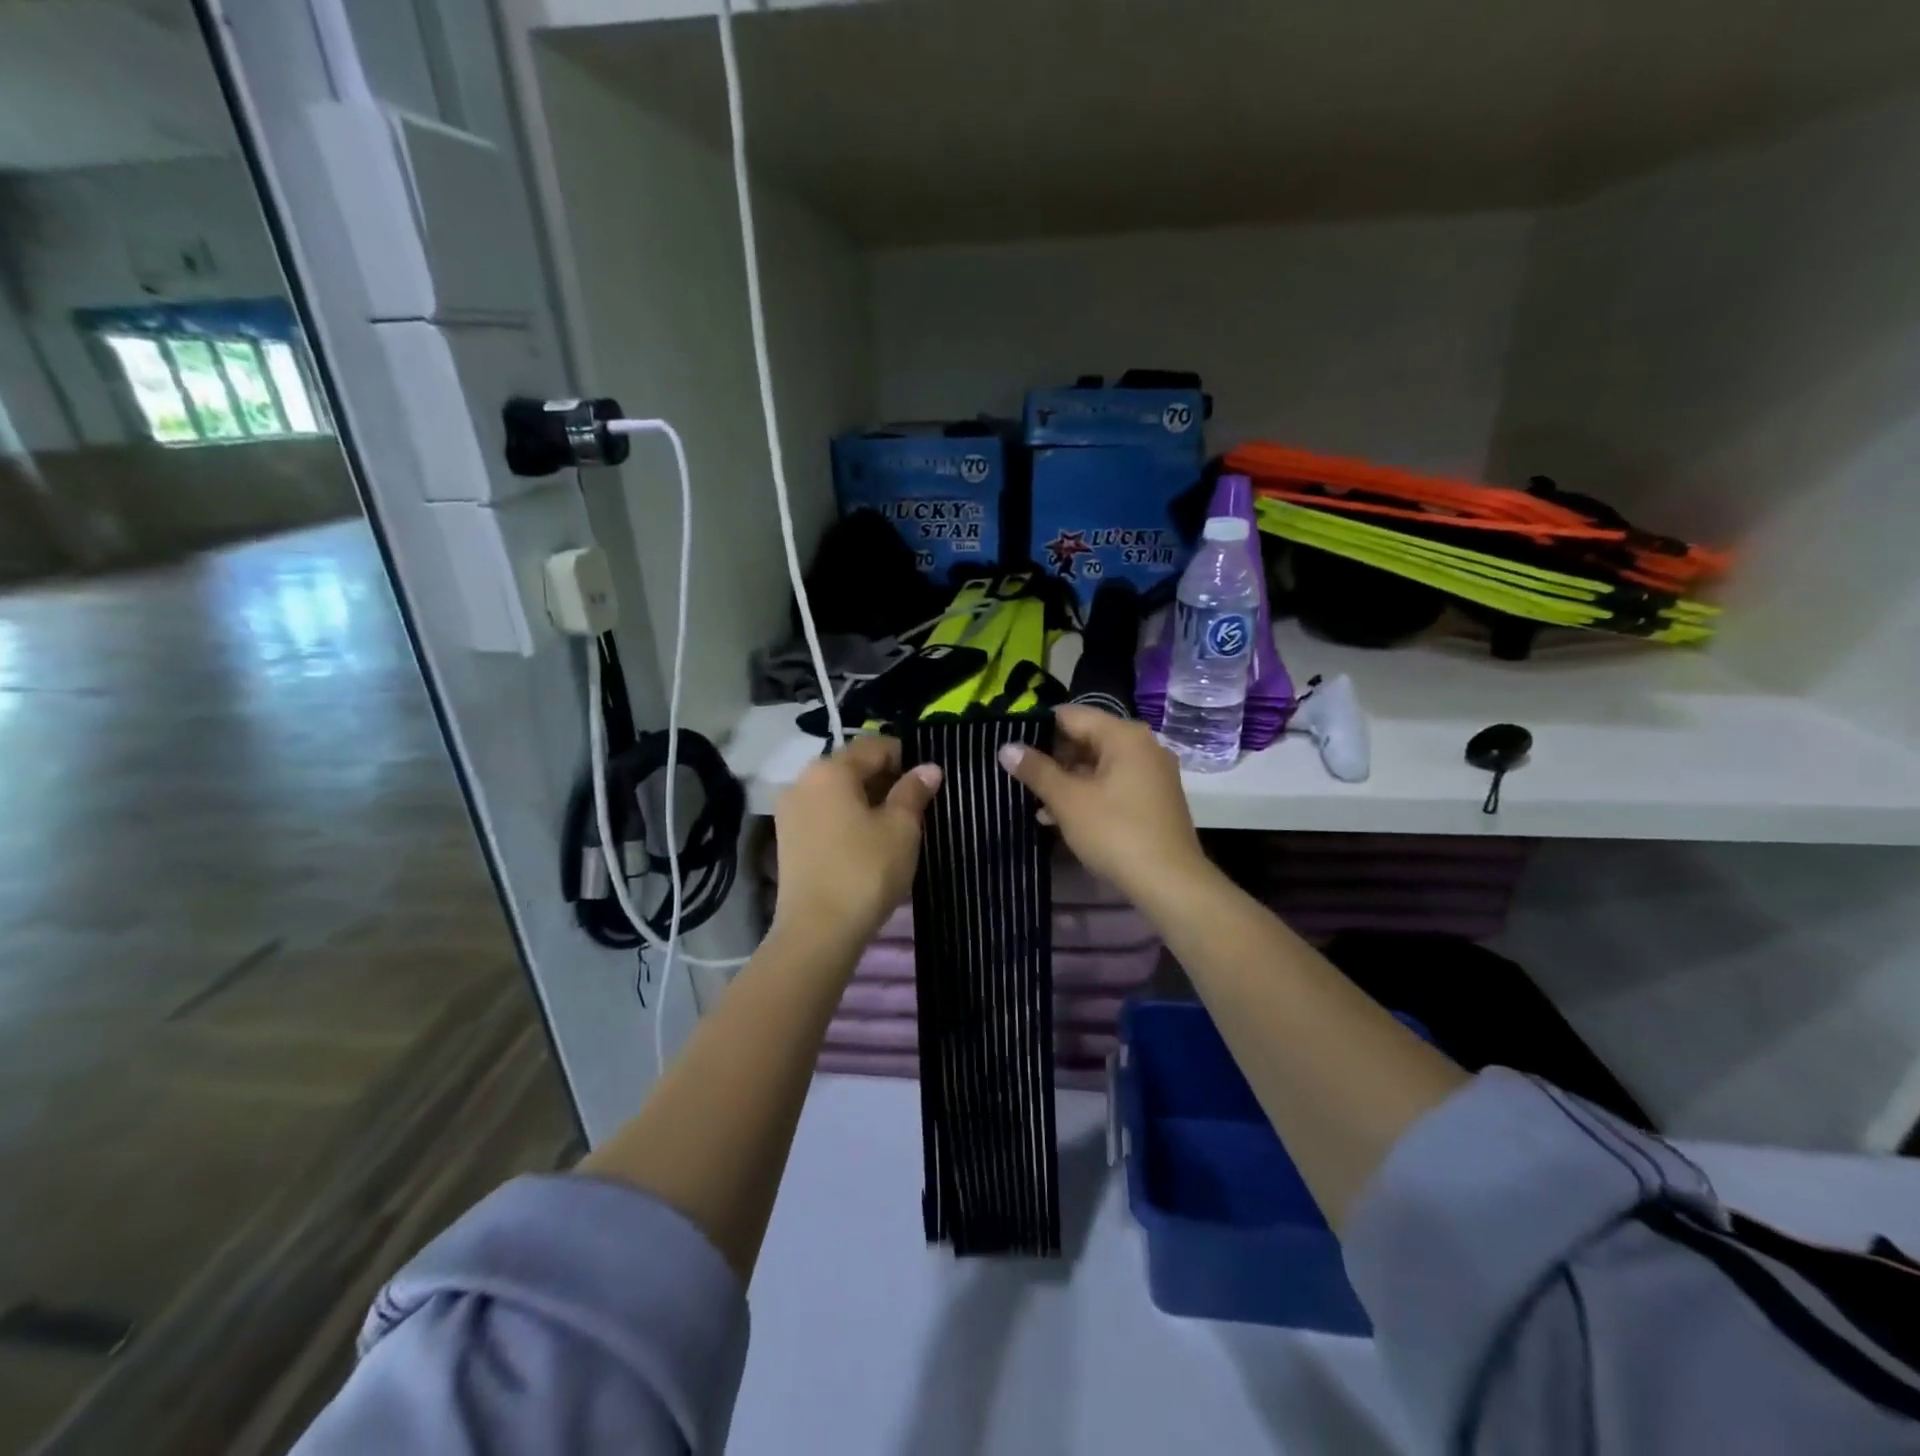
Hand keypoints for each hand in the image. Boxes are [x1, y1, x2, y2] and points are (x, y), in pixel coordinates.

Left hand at [772, 735, 942, 944]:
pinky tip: (866, 843)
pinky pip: (824, 814)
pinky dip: (846, 819)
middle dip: (885, 780)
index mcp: (830, 769)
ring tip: (893, 826)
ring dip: (866, 800)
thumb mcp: (901, 828)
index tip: (928, 781)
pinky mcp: (787, 839)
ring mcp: (790, 811)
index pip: (875, 746)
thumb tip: (929, 768)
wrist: (817, 931)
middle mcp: (803, 781)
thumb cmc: (865, 871)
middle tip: (916, 805)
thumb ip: (914, 791)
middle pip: (852, 767)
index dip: (906, 758)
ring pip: (837, 792)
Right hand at [998, 706, 1212, 908]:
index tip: (1010, 745)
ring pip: (1098, 765)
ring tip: (1033, 801)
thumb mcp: (1068, 800)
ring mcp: (1151, 773)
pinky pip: (1112, 785)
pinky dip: (1087, 794)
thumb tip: (1006, 747)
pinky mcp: (1153, 799)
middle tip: (1018, 776)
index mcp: (1124, 735)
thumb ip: (1036, 770)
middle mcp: (1142, 746)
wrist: (1170, 884)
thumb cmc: (1116, 833)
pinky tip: (1059, 817)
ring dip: (1066, 780)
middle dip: (1051, 758)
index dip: (1037, 727)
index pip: (1070, 715)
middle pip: (1086, 738)